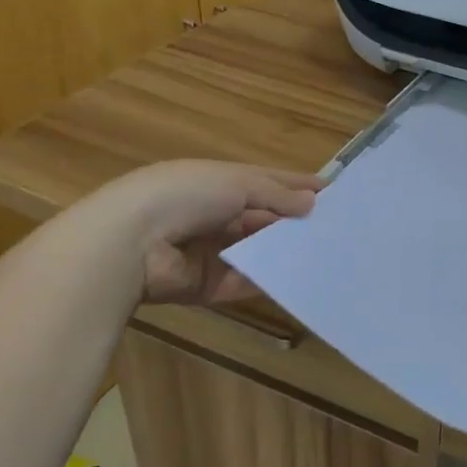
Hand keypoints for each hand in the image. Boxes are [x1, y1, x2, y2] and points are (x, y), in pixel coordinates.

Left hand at [95, 160, 322, 305]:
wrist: (131, 242)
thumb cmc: (187, 194)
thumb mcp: (238, 182)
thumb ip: (276, 194)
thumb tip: (312, 202)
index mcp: (218, 182)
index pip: (266, 182)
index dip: (298, 186)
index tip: (333, 194)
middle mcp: (215, 214)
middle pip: (263, 219)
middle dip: (294, 223)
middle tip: (336, 231)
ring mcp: (209, 251)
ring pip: (256, 252)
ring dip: (283, 253)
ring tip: (325, 257)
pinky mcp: (205, 285)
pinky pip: (242, 283)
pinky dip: (265, 282)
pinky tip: (297, 281)